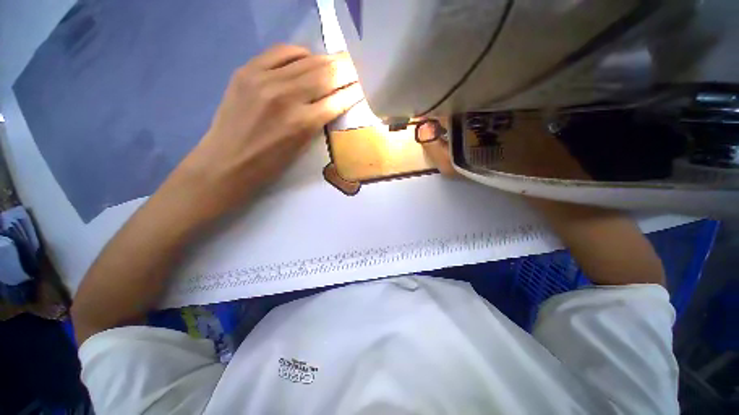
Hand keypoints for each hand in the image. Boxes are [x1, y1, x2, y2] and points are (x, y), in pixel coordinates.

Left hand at [162, 44, 363, 223]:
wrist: (227, 161)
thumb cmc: (270, 164)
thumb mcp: (302, 148)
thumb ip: (317, 122)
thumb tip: (330, 101)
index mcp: (303, 124)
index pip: (337, 101)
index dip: (352, 92)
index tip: (360, 87)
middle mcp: (287, 97)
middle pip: (325, 74)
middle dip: (344, 71)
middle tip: (353, 69)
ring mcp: (265, 80)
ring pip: (307, 60)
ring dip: (326, 61)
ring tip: (337, 61)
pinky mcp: (248, 70)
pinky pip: (281, 52)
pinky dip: (299, 53)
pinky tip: (307, 57)